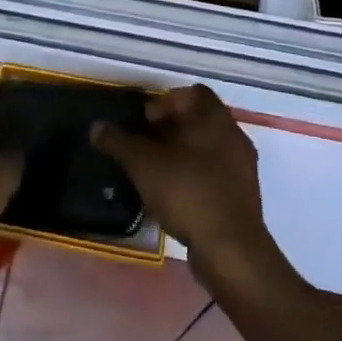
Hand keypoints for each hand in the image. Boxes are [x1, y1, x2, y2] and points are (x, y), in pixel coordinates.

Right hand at [91, 85, 274, 287]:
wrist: (230, 248)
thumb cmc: (187, 191)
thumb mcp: (143, 164)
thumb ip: (118, 141)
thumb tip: (96, 126)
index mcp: (214, 116)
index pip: (192, 92)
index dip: (166, 102)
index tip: (145, 122)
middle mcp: (233, 133)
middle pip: (199, 119)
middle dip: (171, 129)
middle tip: (145, 146)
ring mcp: (243, 165)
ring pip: (208, 147)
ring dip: (184, 154)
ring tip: (157, 172)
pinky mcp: (245, 194)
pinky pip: (217, 173)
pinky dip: (197, 176)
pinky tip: (177, 195)